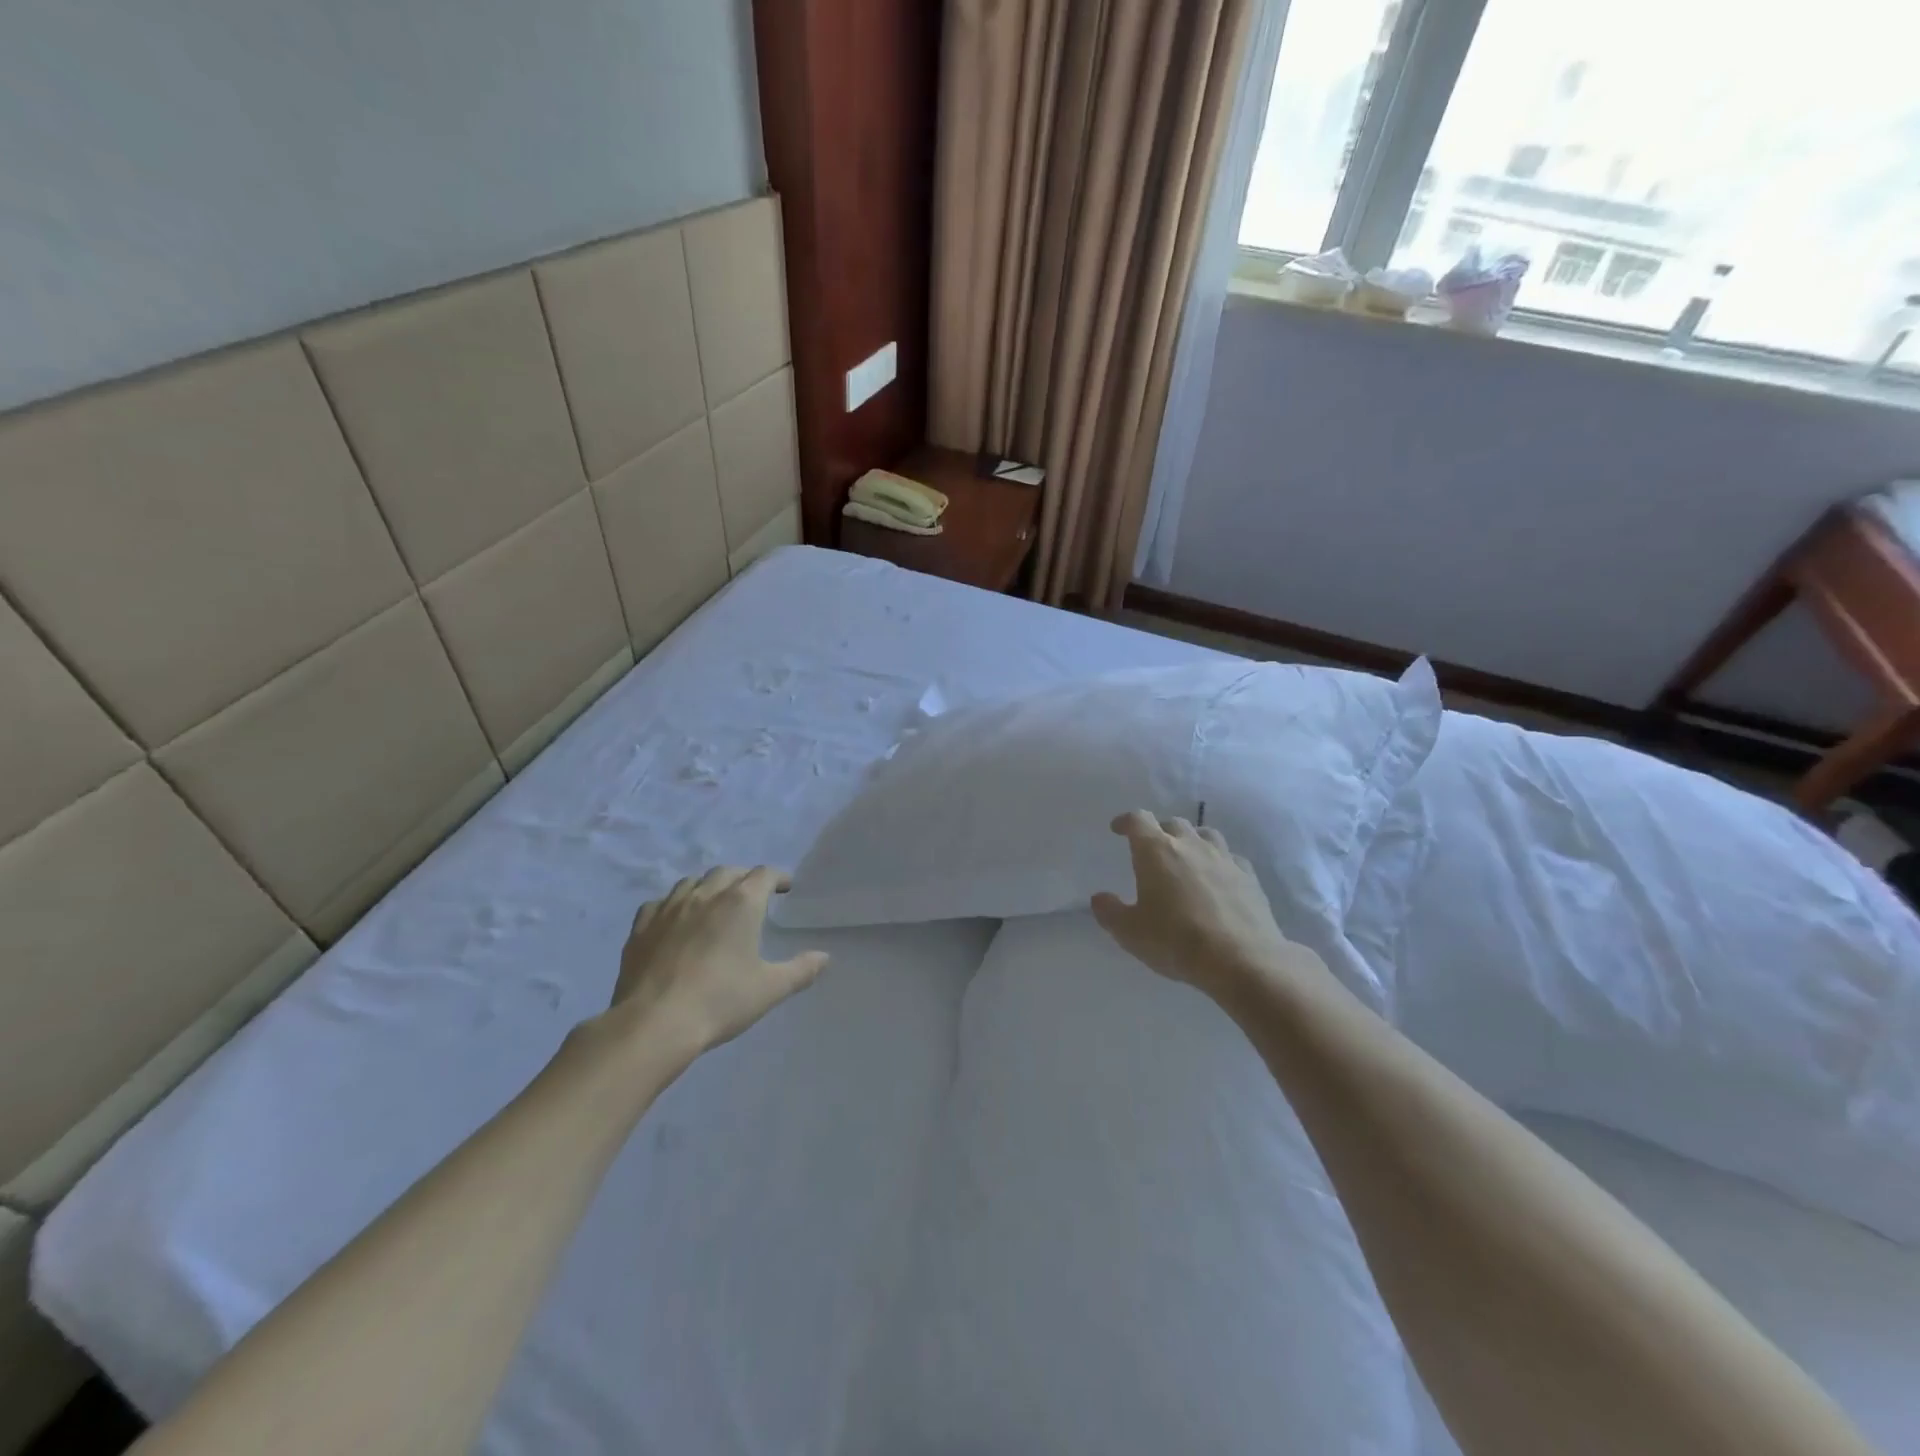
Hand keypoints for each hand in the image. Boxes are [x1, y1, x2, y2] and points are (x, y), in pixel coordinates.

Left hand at [590, 866, 828, 1057]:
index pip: (764, 874)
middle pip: (728, 872)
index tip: (785, 888)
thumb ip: (800, 970)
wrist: (655, 1023)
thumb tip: (824, 958)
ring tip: (715, 903)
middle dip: (744, 878)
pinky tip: (676, 919)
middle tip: (753, 896)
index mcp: (741, 903)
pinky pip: (660, 902)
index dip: (778, 878)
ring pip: (693, 882)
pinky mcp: (642, 926)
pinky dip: (674, 904)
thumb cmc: (720, 1001)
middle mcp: (706, 894)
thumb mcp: (770, 989)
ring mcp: (670, 907)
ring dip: (709, 886)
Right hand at [1090, 811, 1320, 1006]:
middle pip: (1172, 823)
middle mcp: (1190, 845)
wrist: (1242, 960)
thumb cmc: (1177, 941)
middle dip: (1158, 831)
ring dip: (1191, 840)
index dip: (1126, 821)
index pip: (1138, 820)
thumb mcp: (1130, 933)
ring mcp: (1223, 858)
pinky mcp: (1249, 876)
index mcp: (1156, 851)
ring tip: (1186, 857)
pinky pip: (1230, 857)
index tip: (1118, 829)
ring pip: (1205, 834)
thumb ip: (1110, 912)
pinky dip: (1219, 861)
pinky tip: (1218, 878)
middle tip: (1151, 850)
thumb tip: (1099, 898)